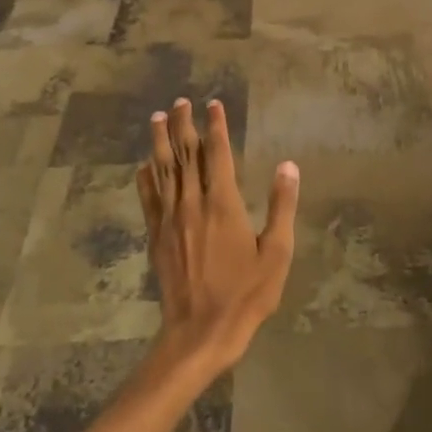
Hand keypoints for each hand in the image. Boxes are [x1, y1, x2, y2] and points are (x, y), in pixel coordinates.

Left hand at [138, 97, 300, 372]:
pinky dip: (146, 178)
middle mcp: (192, 203)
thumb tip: (288, 166)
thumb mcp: (277, 253)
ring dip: (160, 142)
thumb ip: (282, 206)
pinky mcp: (157, 237)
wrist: (200, 330)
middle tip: (181, 101)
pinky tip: (143, 165)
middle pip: (185, 155)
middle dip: (184, 125)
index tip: (213, 104)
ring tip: (158, 118)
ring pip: (163, 170)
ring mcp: (170, 220)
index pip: (218, 154)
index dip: (216, 127)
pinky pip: (148, 199)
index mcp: (223, 204)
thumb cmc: (247, 293)